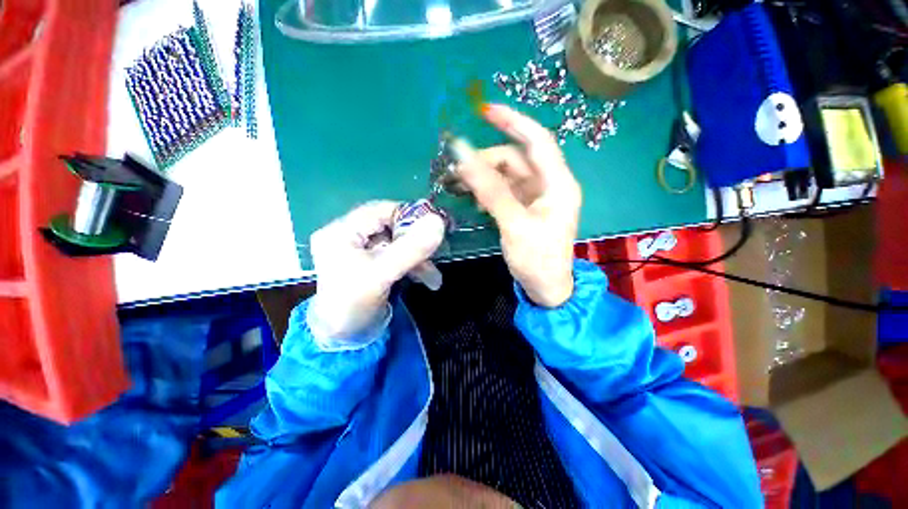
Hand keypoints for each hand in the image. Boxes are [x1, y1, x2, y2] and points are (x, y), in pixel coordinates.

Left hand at [308, 201, 444, 341]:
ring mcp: (361, 250)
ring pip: (397, 243)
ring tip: (433, 279)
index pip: (381, 210)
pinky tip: (426, 279)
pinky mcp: (371, 263)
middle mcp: (349, 235)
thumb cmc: (353, 305)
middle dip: (416, 244)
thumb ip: (411, 248)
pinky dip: (413, 266)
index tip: (434, 228)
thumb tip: (439, 221)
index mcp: (342, 231)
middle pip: (391, 227)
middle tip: (437, 254)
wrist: (343, 341)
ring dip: (418, 259)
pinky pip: (397, 256)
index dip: (409, 216)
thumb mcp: (382, 274)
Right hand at [458, 104, 581, 306]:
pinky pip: (505, 190)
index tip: (486, 111)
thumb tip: (464, 159)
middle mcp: (549, 185)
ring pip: (507, 175)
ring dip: (484, 176)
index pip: (538, 141)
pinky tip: (476, 199)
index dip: (514, 122)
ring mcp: (536, 197)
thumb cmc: (537, 259)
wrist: (545, 288)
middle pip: (516, 159)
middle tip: (458, 171)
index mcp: (558, 184)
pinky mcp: (525, 208)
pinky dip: (489, 190)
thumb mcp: (514, 224)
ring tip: (460, 185)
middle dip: (487, 160)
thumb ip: (491, 191)